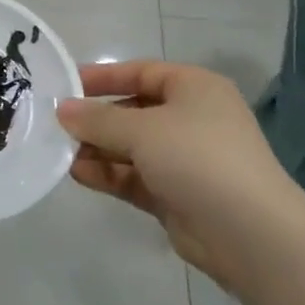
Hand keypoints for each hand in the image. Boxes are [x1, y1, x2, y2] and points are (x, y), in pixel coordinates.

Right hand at [57, 61, 298, 293]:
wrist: (249, 232)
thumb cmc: (197, 158)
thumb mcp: (142, 129)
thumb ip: (98, 119)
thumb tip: (63, 109)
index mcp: (194, 88)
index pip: (141, 72)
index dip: (102, 76)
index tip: (64, 84)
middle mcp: (191, 119)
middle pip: (134, 111)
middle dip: (96, 119)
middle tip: (55, 124)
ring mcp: (185, 159)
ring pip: (132, 147)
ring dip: (98, 149)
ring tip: (59, 152)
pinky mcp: (177, 195)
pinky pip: (135, 177)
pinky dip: (110, 174)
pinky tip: (78, 175)